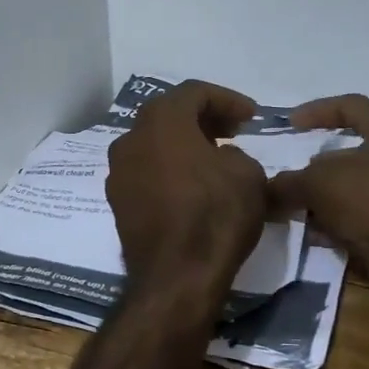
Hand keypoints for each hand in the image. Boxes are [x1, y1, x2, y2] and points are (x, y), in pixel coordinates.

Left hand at [105, 80, 268, 290]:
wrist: (176, 276)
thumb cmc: (215, 215)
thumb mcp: (248, 174)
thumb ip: (236, 154)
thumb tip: (222, 159)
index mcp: (161, 121)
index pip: (194, 92)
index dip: (227, 99)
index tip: (252, 117)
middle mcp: (130, 138)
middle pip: (168, 114)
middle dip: (203, 118)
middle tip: (233, 131)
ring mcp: (117, 171)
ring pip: (154, 143)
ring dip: (183, 144)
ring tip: (214, 159)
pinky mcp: (117, 202)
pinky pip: (146, 171)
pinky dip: (168, 169)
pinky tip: (192, 187)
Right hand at [268, 94, 368, 323]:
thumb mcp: (317, 182)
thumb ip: (288, 182)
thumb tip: (268, 190)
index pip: (350, 105)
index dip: (315, 112)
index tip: (289, 124)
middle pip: (357, 148)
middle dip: (322, 161)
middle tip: (295, 168)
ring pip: (361, 186)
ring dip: (330, 195)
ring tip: (300, 206)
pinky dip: (344, 221)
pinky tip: (319, 233)